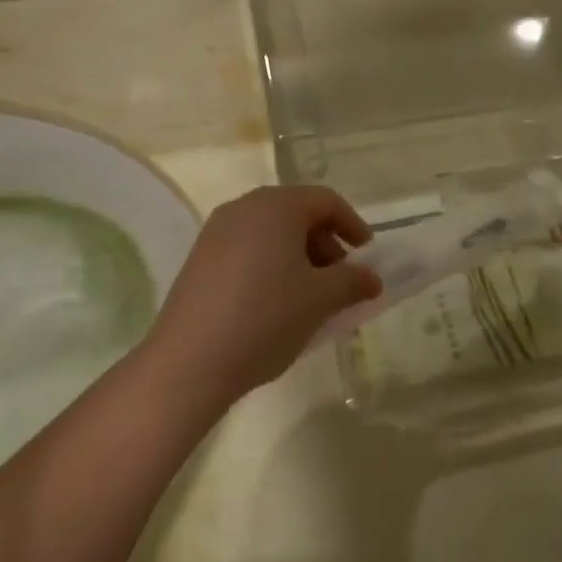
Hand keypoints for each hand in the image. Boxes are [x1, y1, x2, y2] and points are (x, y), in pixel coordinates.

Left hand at [144, 186, 381, 405]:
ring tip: (310, 296)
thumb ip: (353, 282)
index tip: (367, 255)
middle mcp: (243, 208)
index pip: (325, 200)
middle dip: (325, 243)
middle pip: (296, 213)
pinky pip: (247, 249)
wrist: (190, 361)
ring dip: (299, 256)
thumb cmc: (266, 318)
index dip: (352, 225)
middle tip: (340, 280)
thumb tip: (371, 279)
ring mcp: (216, 233)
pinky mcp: (200, 259)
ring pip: (270, 232)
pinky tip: (276, 303)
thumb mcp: (320, 300)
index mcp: (276, 206)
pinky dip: (271, 265)